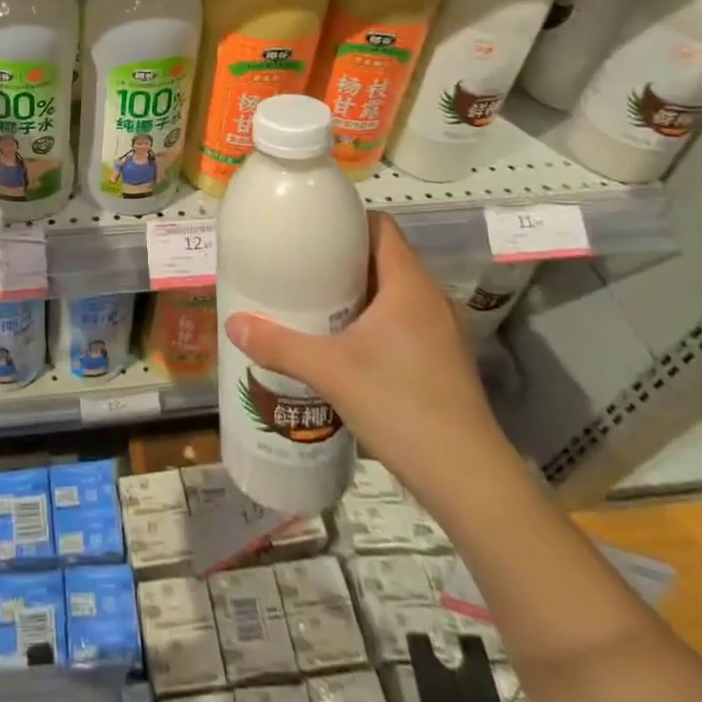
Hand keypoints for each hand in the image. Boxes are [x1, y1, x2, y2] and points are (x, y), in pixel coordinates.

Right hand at [225, 212, 511, 508]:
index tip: (309, 228)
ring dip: (356, 292)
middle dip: (341, 259)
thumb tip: (233, 323)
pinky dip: (372, 320)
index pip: (380, 226)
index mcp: (409, 284)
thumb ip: (280, 345)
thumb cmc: (401, 406)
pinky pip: (402, 321)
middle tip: (299, 266)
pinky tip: (343, 344)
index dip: (346, 220)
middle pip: (382, 257)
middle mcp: (430, 298)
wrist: (468, 481)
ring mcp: (441, 331)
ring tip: (314, 303)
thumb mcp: (330, 372)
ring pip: (392, 292)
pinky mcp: (442, 361)